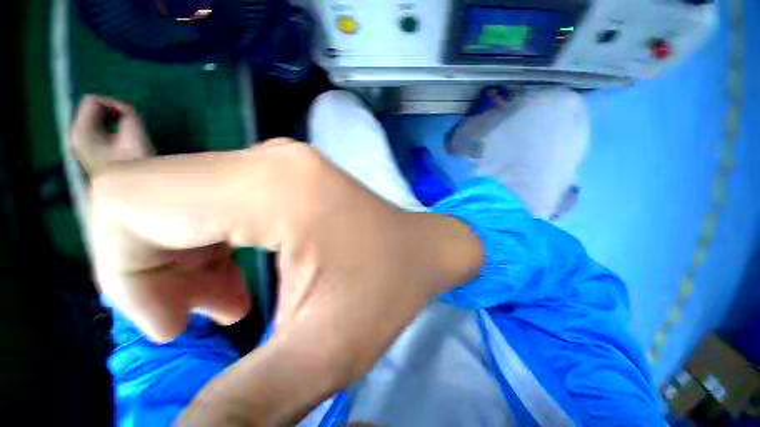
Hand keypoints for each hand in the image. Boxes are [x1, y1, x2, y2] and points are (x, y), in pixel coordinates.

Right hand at [73, 100, 483, 424]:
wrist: (422, 247)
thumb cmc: (390, 285)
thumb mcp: (323, 353)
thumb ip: (241, 406)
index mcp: (275, 186)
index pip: (131, 201)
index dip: (126, 269)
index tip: (175, 324)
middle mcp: (268, 161)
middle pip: (145, 198)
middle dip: (148, 266)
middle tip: (195, 317)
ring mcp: (276, 162)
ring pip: (171, 199)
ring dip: (176, 258)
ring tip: (222, 301)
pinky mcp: (283, 173)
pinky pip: (206, 201)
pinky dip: (202, 244)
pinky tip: (235, 277)